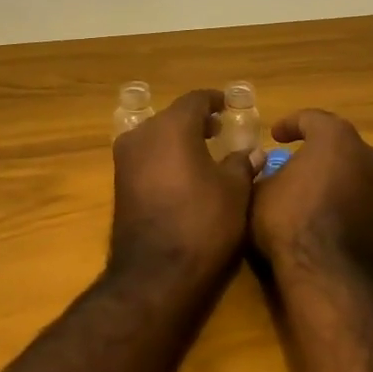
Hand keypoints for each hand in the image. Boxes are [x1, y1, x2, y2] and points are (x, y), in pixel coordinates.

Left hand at [108, 89, 261, 290]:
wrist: (156, 272)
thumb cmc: (202, 222)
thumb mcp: (234, 191)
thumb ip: (242, 164)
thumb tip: (253, 152)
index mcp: (171, 126)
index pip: (195, 100)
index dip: (214, 100)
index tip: (228, 105)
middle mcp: (142, 134)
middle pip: (172, 116)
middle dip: (196, 120)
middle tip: (219, 129)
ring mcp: (125, 159)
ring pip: (155, 136)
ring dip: (178, 139)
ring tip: (203, 152)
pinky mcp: (119, 184)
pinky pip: (146, 157)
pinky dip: (164, 157)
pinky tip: (183, 174)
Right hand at [250, 110, 372, 281]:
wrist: (330, 273)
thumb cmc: (289, 220)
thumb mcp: (260, 192)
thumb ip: (265, 174)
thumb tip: (269, 171)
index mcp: (336, 138)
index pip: (311, 119)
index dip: (290, 124)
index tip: (275, 136)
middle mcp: (367, 154)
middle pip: (338, 142)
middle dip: (316, 149)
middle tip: (295, 159)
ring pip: (353, 170)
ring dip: (332, 174)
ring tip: (309, 188)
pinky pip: (360, 196)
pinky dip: (343, 198)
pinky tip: (324, 213)